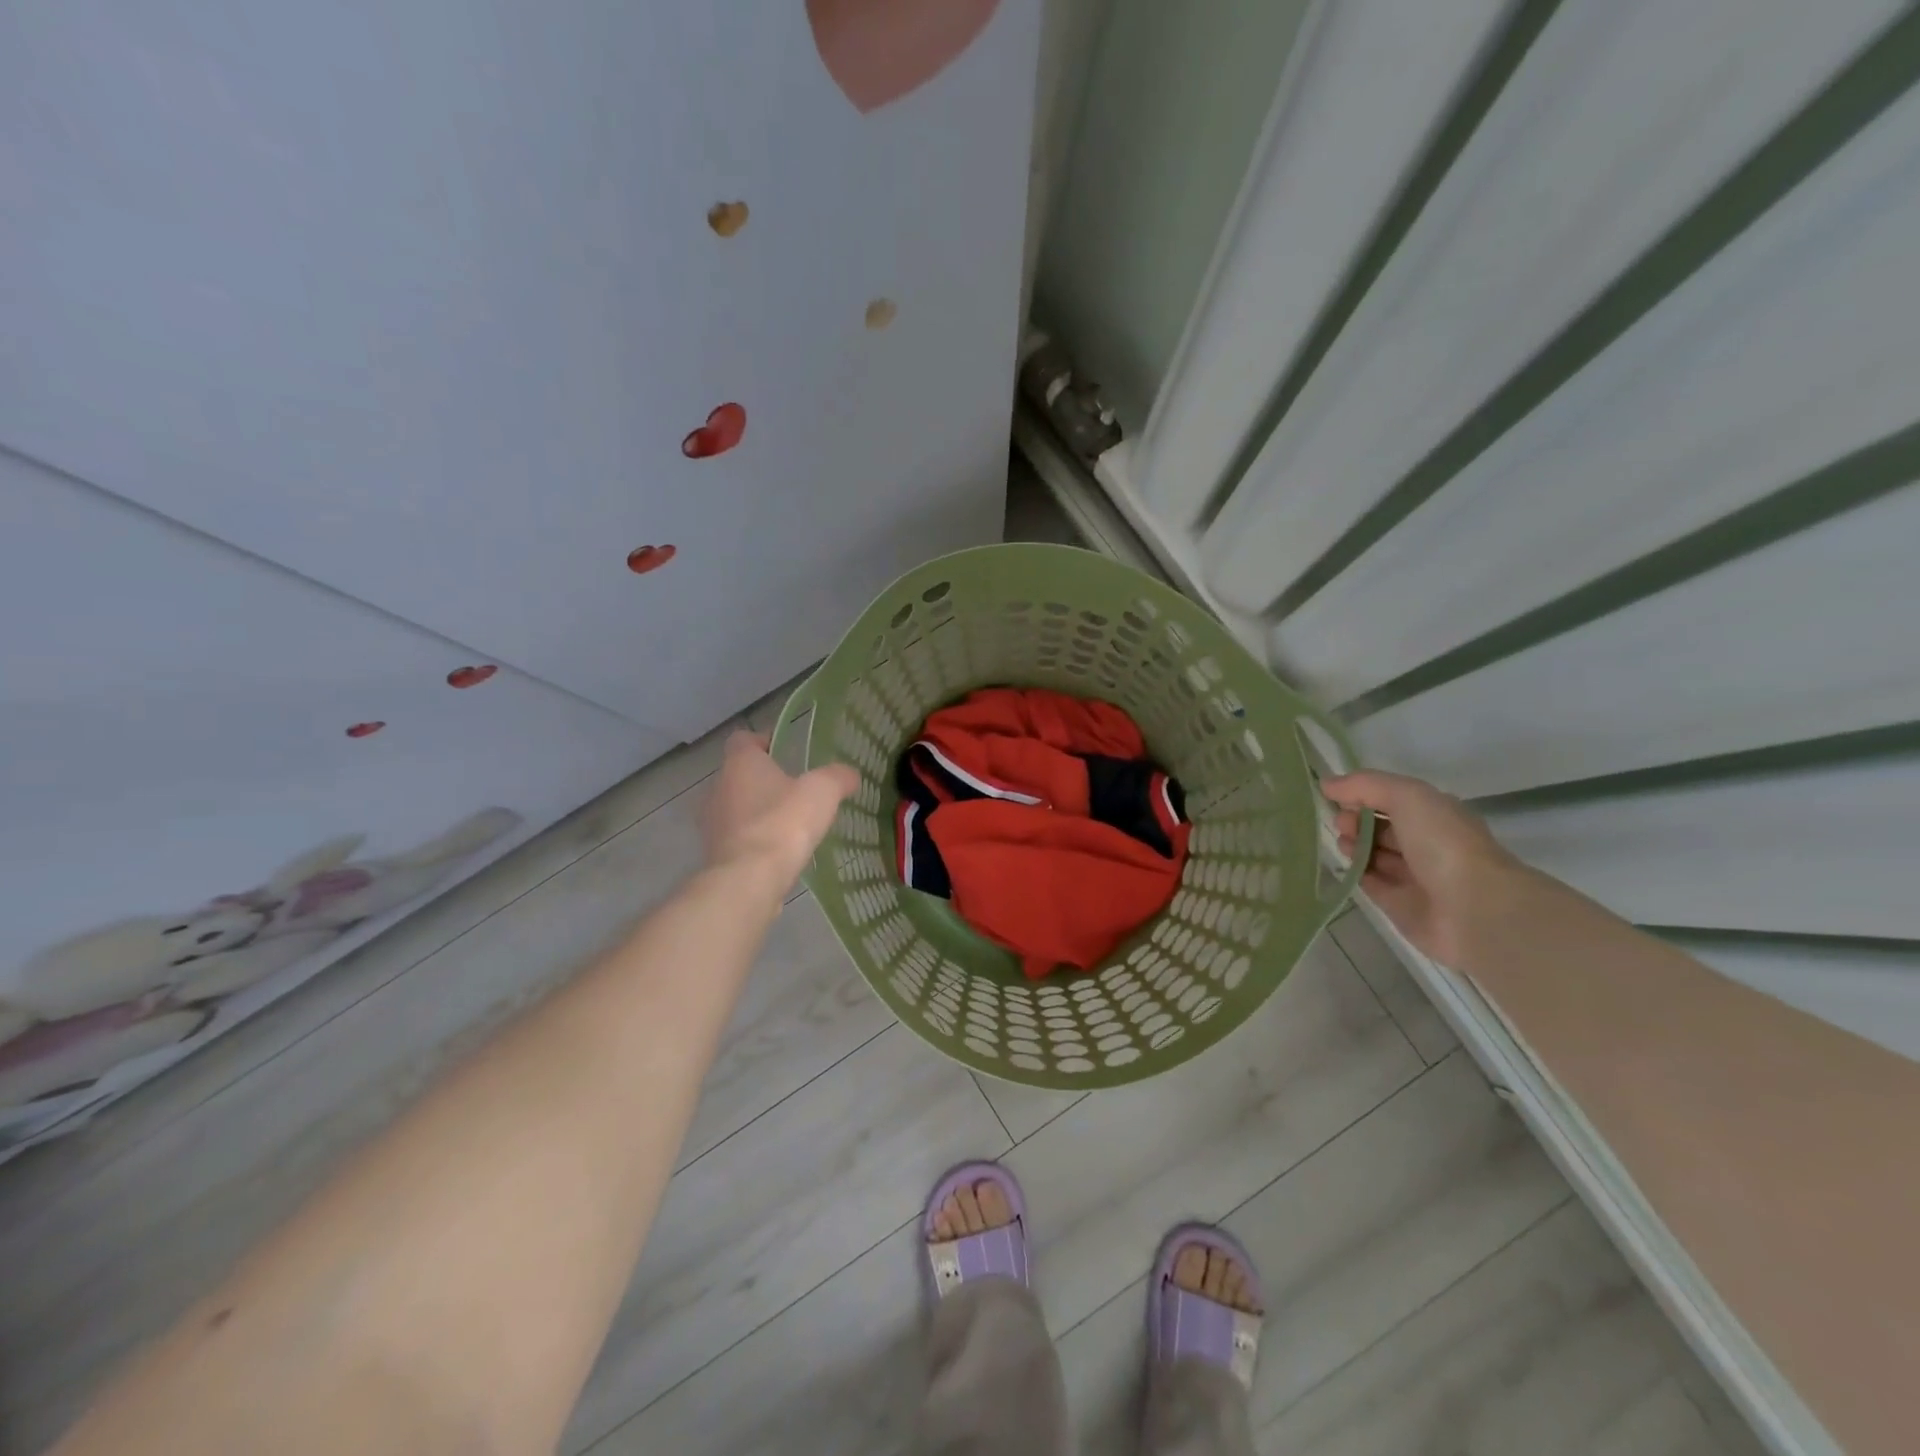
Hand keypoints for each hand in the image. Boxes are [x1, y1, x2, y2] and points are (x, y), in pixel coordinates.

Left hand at [702, 731, 859, 883]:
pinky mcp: (714, 854)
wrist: (749, 880)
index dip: (763, 740)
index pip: (743, 739)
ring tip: (789, 824)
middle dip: (764, 780)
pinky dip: (755, 840)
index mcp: (740, 764)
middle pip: (739, 775)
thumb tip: (849, 775)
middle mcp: (718, 788)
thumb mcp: (823, 792)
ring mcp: (712, 823)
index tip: (784, 750)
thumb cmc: (783, 823)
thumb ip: (838, 777)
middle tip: (795, 790)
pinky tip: (779, 852)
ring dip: (758, 812)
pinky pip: (737, 839)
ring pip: (736, 808)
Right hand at [1321, 770, 1523, 967]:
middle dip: (1357, 821)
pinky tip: (1346, 866)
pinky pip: (1374, 885)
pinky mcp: (1402, 907)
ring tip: (1343, 843)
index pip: (1394, 800)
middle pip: (1383, 828)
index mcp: (1437, 815)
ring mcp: (1416, 878)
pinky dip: (1358, 874)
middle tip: (1341, 823)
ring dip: (1355, 846)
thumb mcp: (1407, 796)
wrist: (1473, 909)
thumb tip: (1326, 784)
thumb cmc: (1443, 843)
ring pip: (1377, 856)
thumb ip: (1365, 785)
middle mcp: (1428, 844)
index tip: (1338, 797)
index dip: (1364, 795)